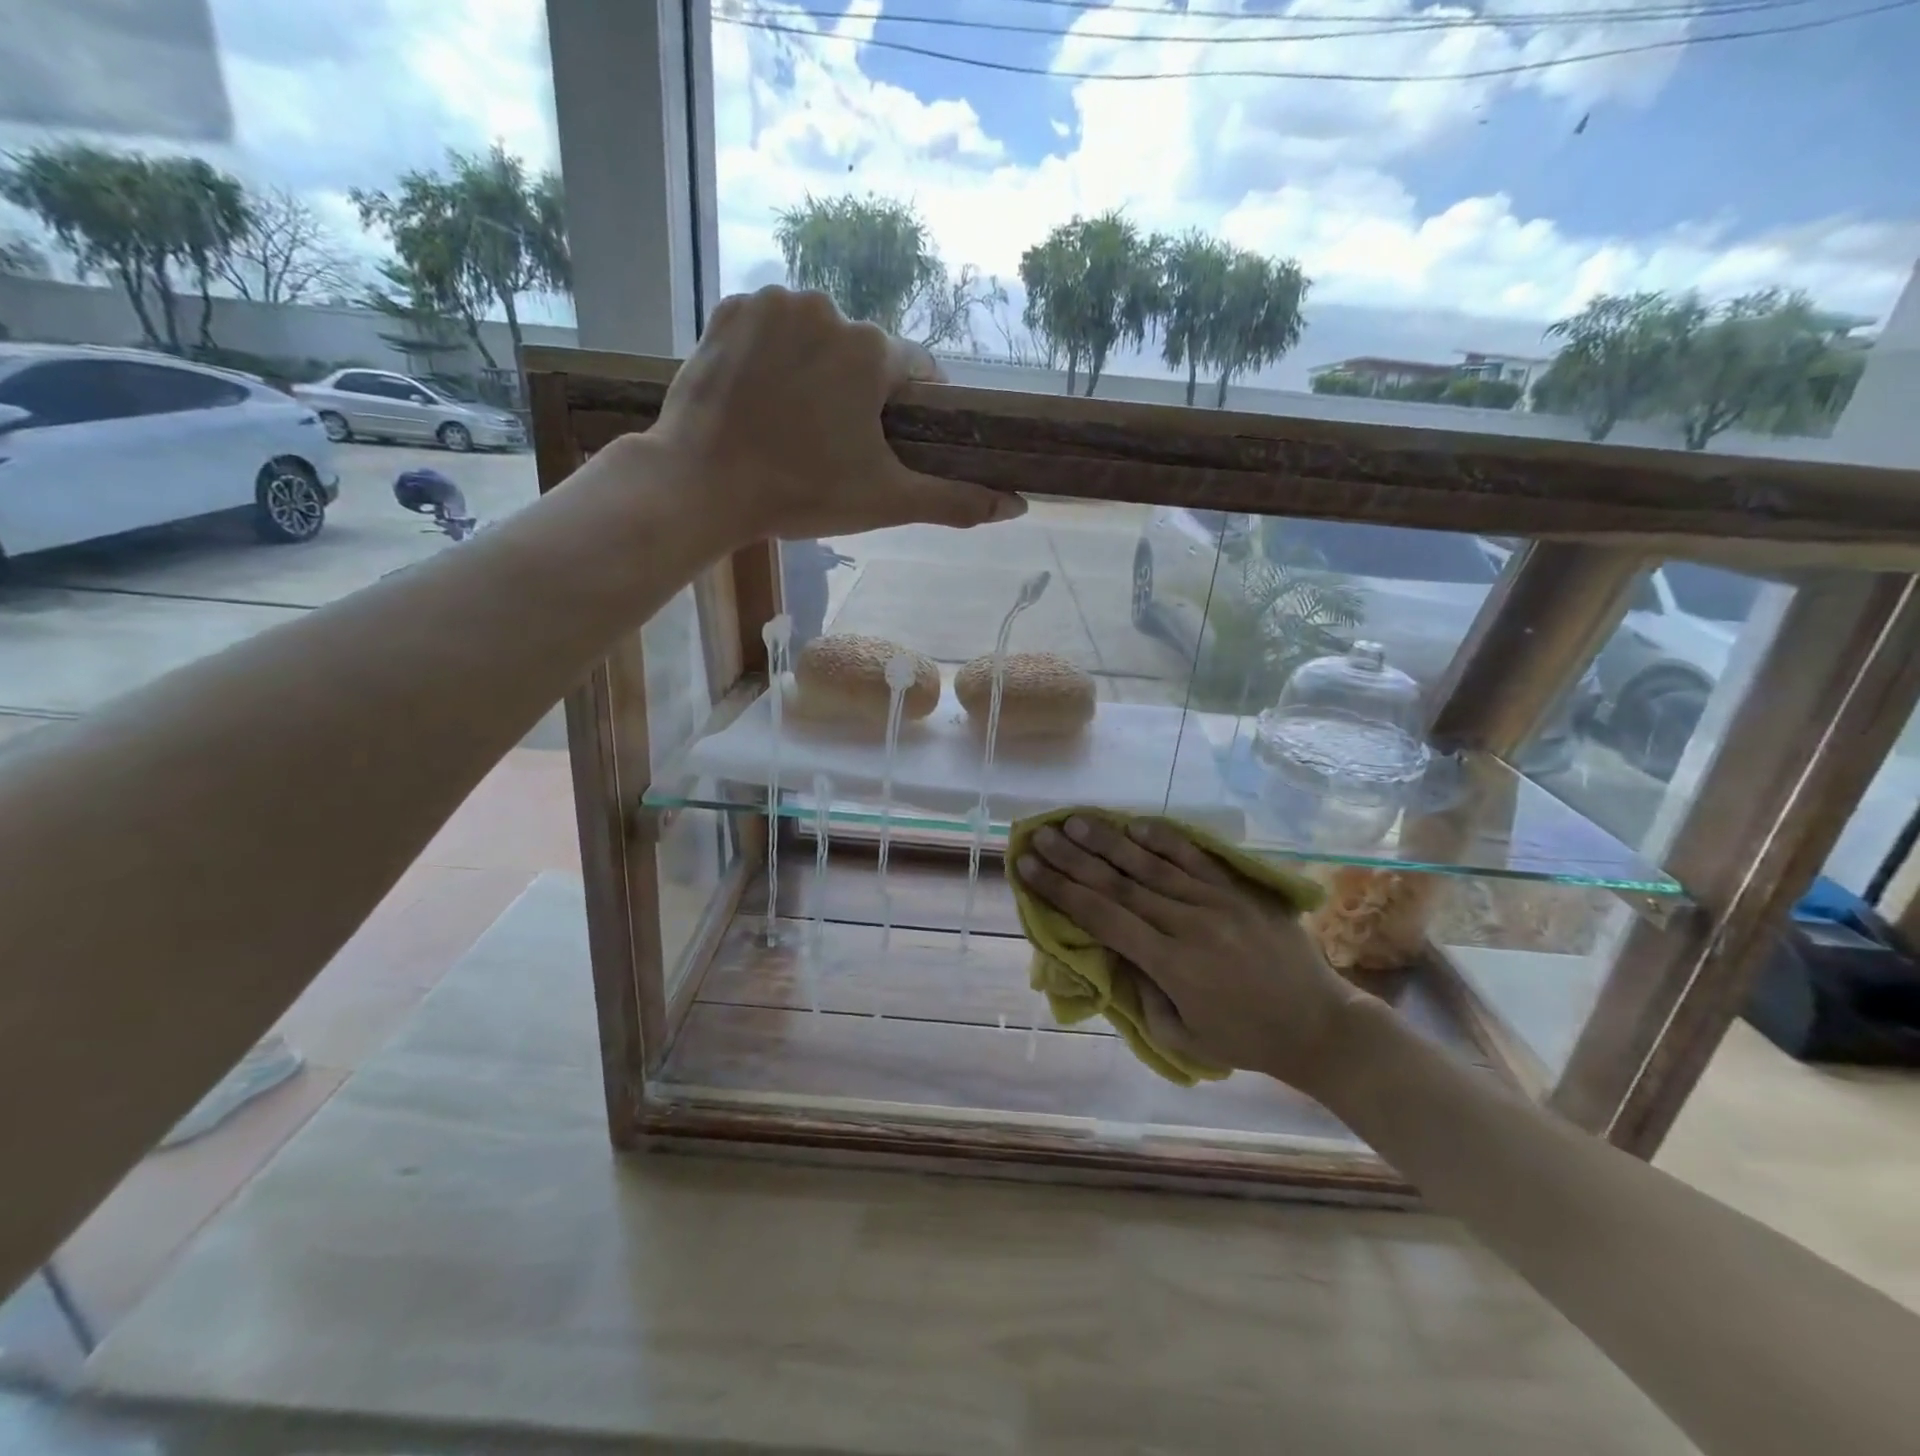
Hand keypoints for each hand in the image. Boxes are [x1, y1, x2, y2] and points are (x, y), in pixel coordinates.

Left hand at [649, 286, 1026, 542]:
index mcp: (872, 350)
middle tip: (830, 444)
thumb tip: (1018, 505)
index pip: (914, 372)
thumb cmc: (802, 492)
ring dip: (815, 370)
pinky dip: (773, 355)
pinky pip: (770, 328)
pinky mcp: (728, 309)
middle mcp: (828, 308)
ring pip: (816, 336)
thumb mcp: (887, 501)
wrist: (702, 484)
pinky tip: (760, 397)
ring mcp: (772, 303)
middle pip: (862, 353)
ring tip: (792, 422)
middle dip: (856, 393)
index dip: (907, 410)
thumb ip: (956, 500)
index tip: (886, 442)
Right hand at [1015, 815, 1371, 1096]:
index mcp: (1172, 965)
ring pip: (1151, 865)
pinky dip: (1164, 840)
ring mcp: (1217, 902)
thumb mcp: (1185, 1036)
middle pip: (1119, 884)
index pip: (1103, 917)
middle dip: (1073, 858)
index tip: (1029, 868)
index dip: (1062, 891)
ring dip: (1109, 842)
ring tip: (1075, 821)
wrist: (1322, 1026)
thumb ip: (1143, 996)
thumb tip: (1114, 955)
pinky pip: (1195, 859)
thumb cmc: (1248, 1040)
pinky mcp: (1239, 891)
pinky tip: (1136, 824)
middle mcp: (1189, 924)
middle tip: (1040, 835)